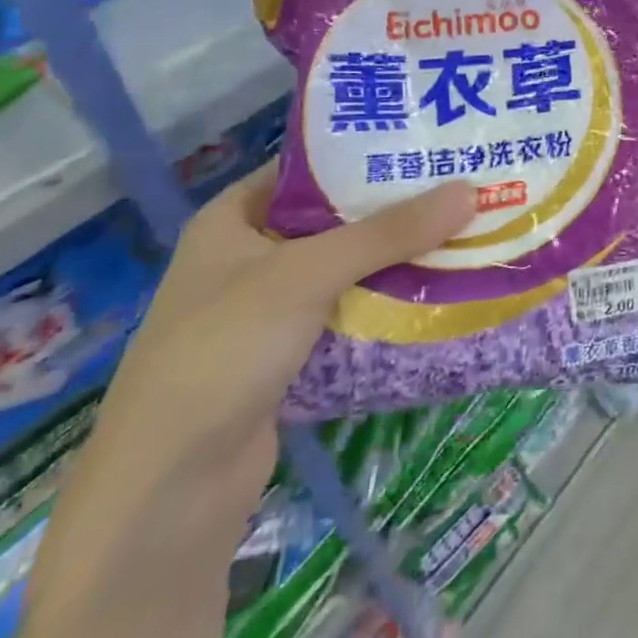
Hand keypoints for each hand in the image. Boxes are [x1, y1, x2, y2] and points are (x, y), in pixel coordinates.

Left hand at [81, 163, 477, 534]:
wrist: (168, 492)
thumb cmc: (224, 352)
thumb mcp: (306, 275)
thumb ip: (388, 232)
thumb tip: (470, 191)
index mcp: (233, 219)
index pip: (308, 169)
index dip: (364, 153)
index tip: (427, 144)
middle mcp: (248, 258)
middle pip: (335, 220)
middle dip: (394, 211)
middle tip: (460, 190)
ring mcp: (268, 312)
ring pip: (347, 271)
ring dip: (397, 261)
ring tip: (464, 235)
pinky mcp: (289, 358)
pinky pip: (348, 317)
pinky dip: (385, 307)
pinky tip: (437, 296)